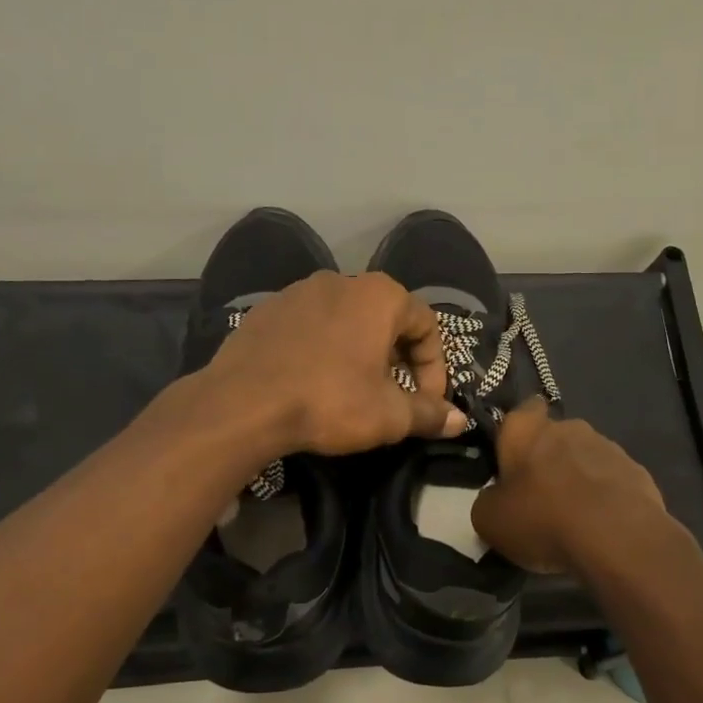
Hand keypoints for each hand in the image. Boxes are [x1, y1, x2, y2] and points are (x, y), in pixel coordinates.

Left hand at [201, 270, 467, 456]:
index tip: (427, 402)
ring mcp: (298, 292)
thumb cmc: (329, 401)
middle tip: (393, 397)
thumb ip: (428, 414)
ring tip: (353, 390)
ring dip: (359, 352)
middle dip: (397, 359)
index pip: (427, 325)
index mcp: (379, 295)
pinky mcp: (266, 310)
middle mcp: (341, 281)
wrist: (243, 403)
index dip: (435, 368)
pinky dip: (321, 349)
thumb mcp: (388, 416)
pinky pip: (308, 327)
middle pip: (385, 319)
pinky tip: (311, 381)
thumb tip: (459, 421)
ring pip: (345, 321)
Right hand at [472, 399, 665, 572]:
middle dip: (548, 459)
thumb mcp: (489, 520)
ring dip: (578, 478)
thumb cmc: (542, 518)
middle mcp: (569, 426)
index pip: (522, 410)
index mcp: (526, 428)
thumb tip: (496, 499)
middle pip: (554, 436)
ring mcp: (608, 446)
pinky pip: (612, 480)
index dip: (518, 432)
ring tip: (574, 517)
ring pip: (585, 457)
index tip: (514, 458)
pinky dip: (606, 497)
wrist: (617, 538)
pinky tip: (601, 526)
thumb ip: (487, 501)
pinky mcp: (637, 471)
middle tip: (539, 496)